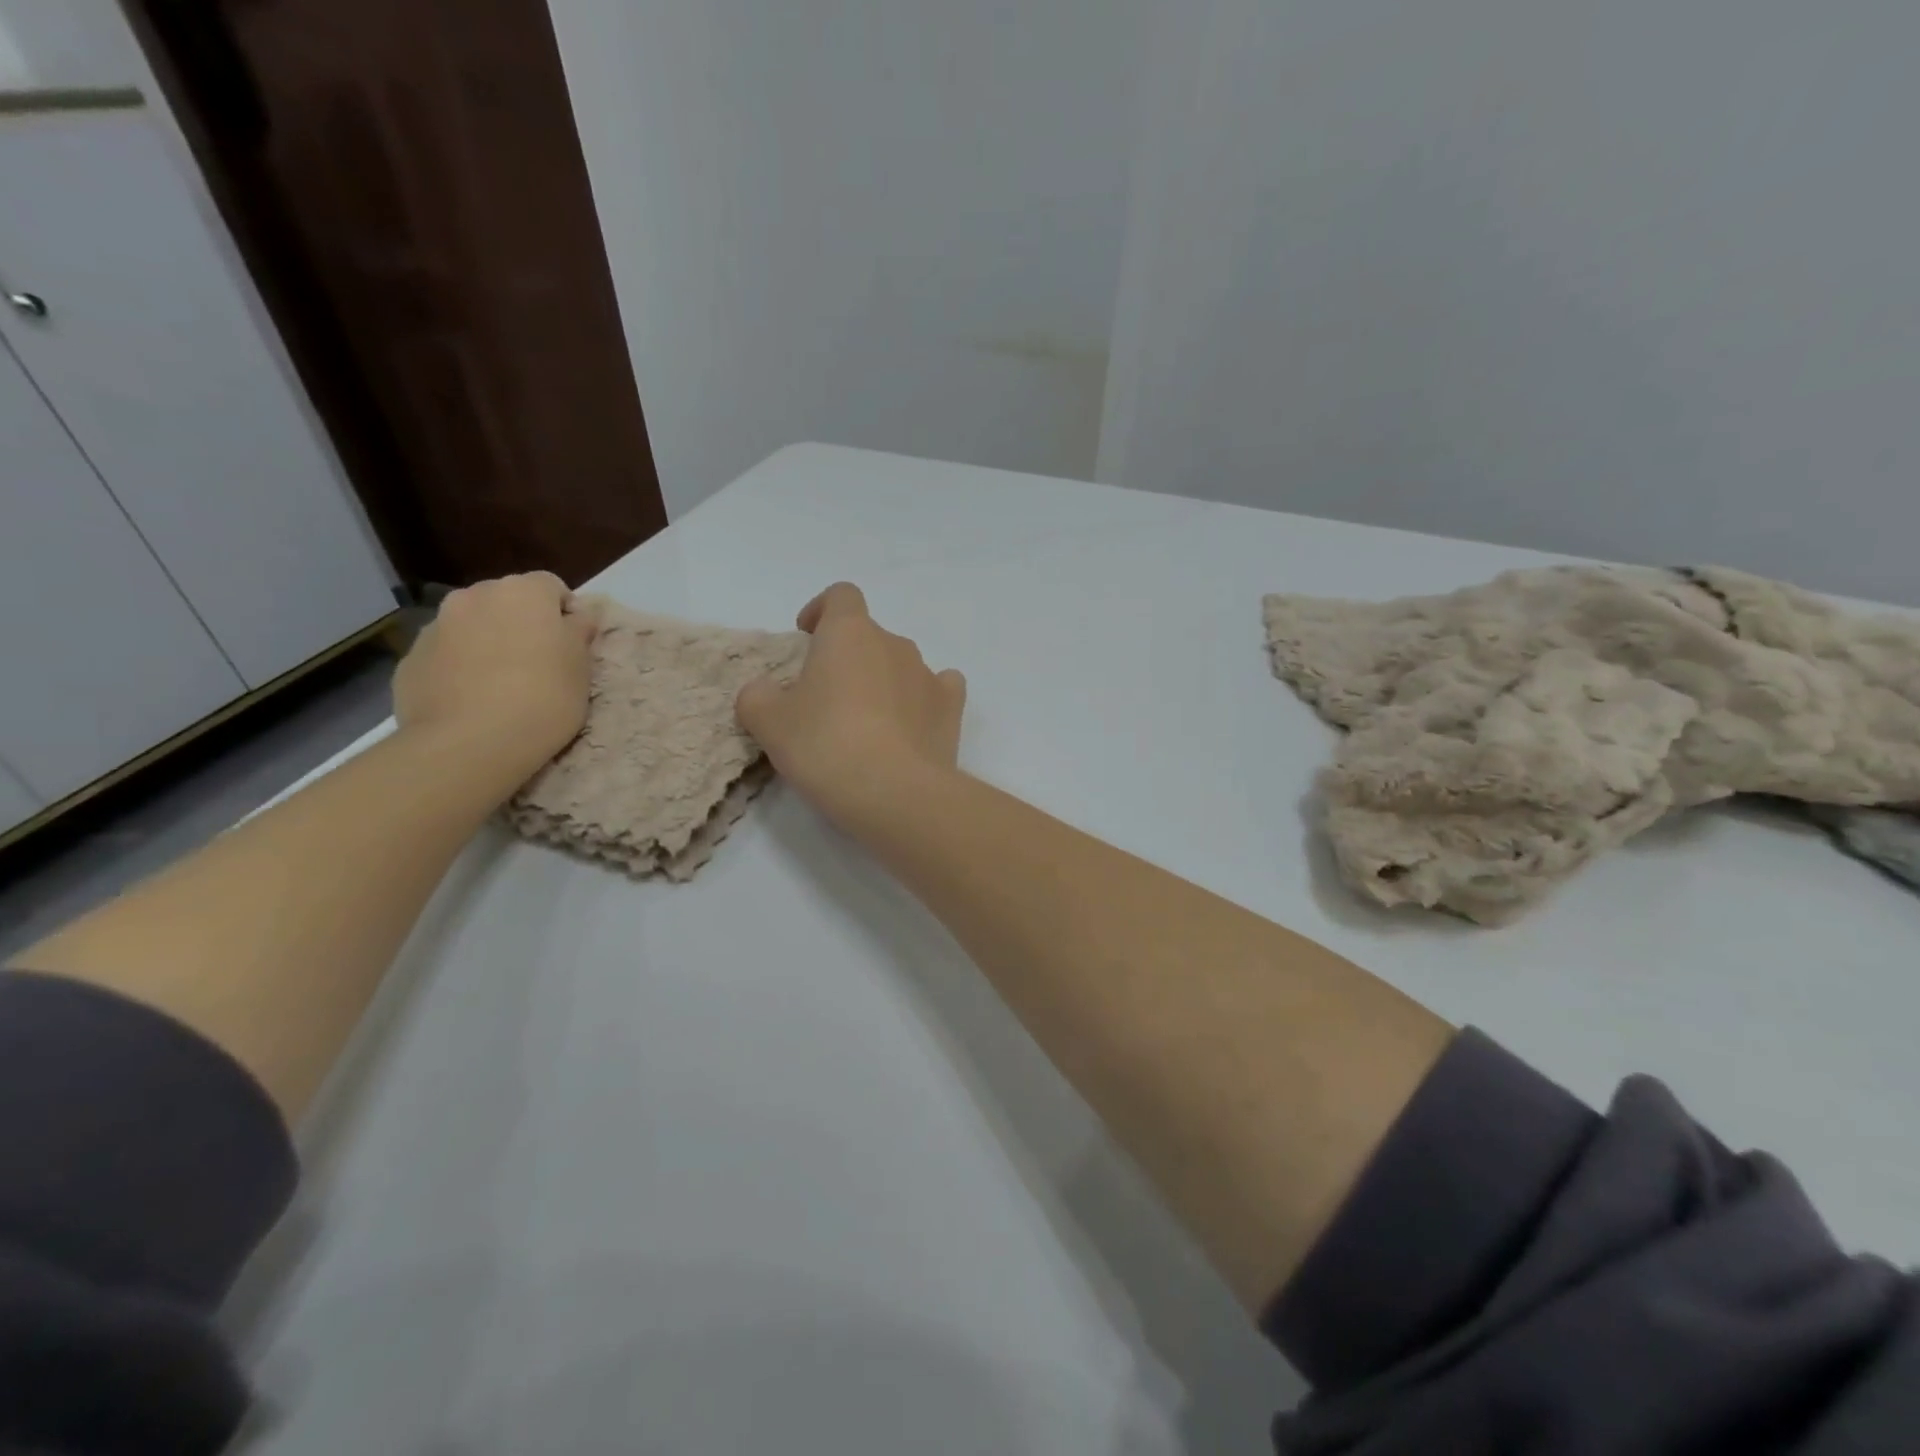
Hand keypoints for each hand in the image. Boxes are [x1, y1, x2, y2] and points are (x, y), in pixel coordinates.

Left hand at [393, 572, 594, 780]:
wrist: (469, 743)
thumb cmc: (543, 698)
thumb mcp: (581, 666)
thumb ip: (579, 632)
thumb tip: (578, 615)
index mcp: (523, 592)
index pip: (551, 586)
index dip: (565, 613)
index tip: (572, 644)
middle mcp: (474, 596)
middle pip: (506, 601)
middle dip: (521, 623)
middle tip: (537, 663)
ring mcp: (436, 626)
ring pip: (471, 625)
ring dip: (487, 642)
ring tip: (500, 684)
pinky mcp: (410, 659)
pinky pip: (445, 654)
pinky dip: (459, 667)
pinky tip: (471, 699)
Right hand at [736, 583, 965, 826]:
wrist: (894, 792)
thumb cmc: (825, 745)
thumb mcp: (769, 723)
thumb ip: (758, 696)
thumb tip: (766, 691)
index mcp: (849, 632)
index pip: (841, 595)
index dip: (822, 610)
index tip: (807, 636)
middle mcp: (894, 643)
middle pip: (869, 636)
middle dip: (849, 658)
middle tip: (827, 699)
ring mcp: (928, 674)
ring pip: (901, 664)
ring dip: (883, 681)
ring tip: (866, 724)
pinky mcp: (951, 708)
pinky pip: (939, 689)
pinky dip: (923, 699)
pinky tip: (911, 724)